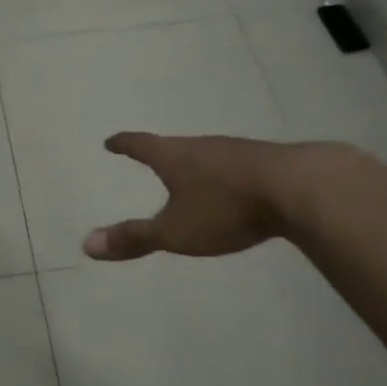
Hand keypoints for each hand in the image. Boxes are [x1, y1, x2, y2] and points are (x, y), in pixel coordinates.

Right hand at [84, 133, 312, 261]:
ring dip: (196, 163)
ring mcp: (238, 151)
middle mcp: (203, 146)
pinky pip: (235, 164)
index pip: (142, 145)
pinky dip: (225, 174)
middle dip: (162, 153)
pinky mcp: (267, 162)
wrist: (300, 189)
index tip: (111, 141)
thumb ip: (134, 238)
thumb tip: (86, 244)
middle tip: (152, 157)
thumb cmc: (226, 208)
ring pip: (207, 154)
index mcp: (175, 157)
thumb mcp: (175, 231)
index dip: (124, 144)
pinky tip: (235, 185)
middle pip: (176, 146)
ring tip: (191, 174)